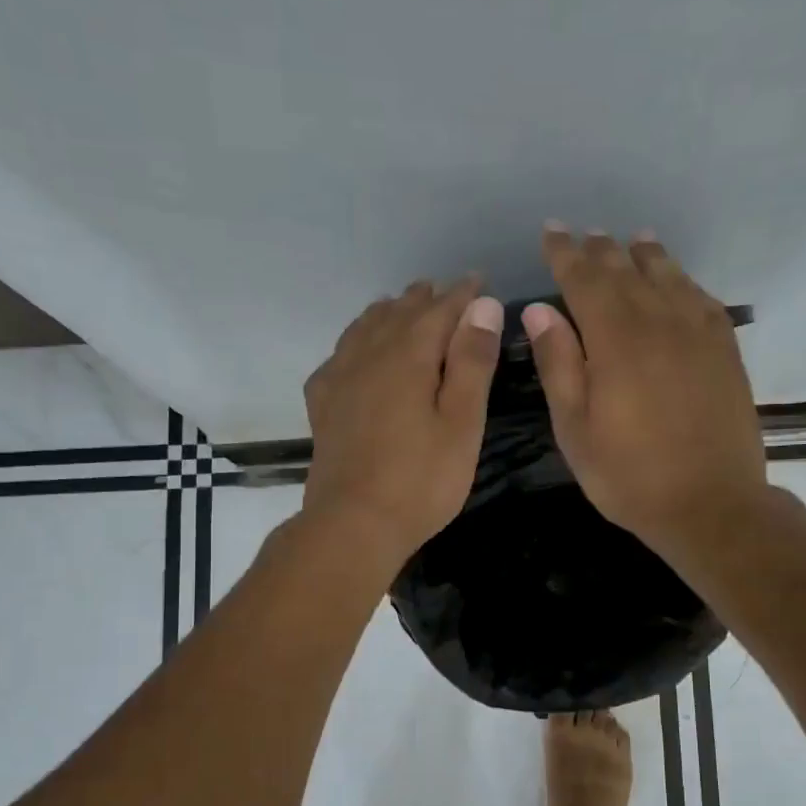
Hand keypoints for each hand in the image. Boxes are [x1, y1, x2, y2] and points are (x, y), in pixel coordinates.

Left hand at [302, 276, 503, 566]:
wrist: (353, 524)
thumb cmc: (421, 479)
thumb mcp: (462, 423)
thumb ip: (472, 362)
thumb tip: (482, 305)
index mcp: (409, 356)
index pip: (439, 309)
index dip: (462, 294)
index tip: (479, 281)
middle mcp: (369, 355)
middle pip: (398, 313)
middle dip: (425, 299)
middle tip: (445, 293)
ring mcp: (339, 378)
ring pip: (364, 328)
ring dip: (388, 313)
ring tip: (402, 308)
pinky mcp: (323, 404)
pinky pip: (340, 354)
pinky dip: (357, 341)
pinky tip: (359, 352)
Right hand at [524, 226, 766, 554]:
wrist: (711, 504)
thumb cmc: (629, 476)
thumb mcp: (576, 430)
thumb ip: (558, 366)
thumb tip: (539, 311)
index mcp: (616, 341)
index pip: (585, 280)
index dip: (565, 254)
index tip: (551, 232)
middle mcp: (659, 323)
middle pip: (627, 271)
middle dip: (601, 250)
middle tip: (585, 234)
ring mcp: (699, 334)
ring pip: (669, 277)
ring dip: (645, 255)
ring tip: (632, 240)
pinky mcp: (725, 351)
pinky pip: (702, 299)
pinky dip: (683, 281)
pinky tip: (677, 282)